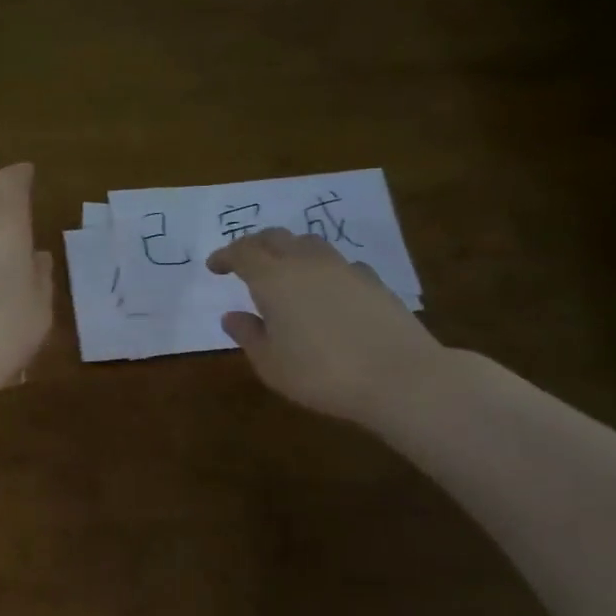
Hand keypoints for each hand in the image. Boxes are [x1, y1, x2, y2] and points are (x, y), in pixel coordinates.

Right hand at [207, 228, 447, 428]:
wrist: (401, 377)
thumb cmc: (322, 374)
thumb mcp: (271, 364)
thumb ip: (248, 335)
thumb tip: (232, 316)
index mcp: (273, 279)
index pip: (242, 252)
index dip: (225, 256)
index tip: (214, 267)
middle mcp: (306, 263)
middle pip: (275, 237)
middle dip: (254, 245)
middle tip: (244, 261)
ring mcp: (343, 268)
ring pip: (309, 243)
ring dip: (290, 249)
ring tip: (285, 269)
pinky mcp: (374, 281)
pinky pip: (339, 263)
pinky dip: (323, 268)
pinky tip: (327, 289)